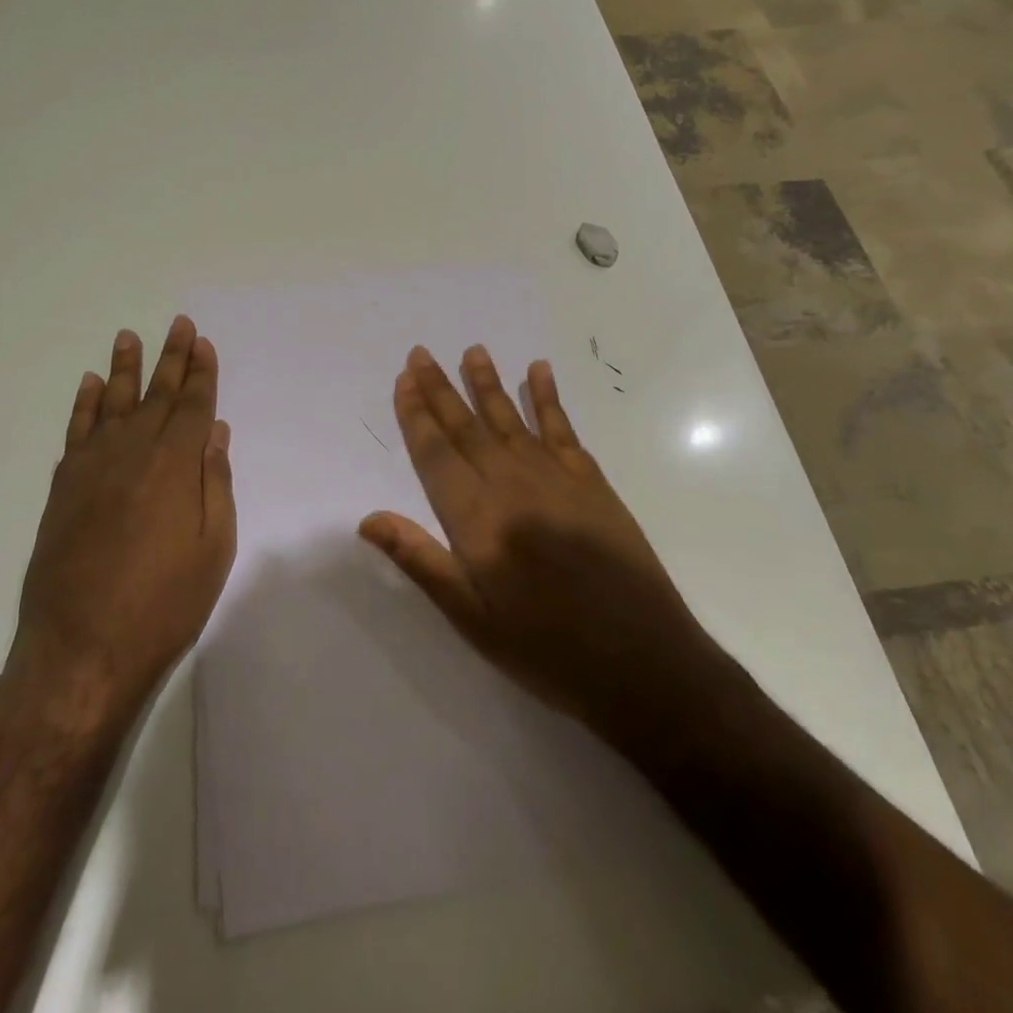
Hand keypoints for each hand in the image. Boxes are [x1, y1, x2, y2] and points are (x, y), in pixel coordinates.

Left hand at [6, 317, 236, 731]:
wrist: (81, 650)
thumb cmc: (164, 605)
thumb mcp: (213, 549)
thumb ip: (215, 485)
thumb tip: (215, 434)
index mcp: (175, 466)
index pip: (193, 406)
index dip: (201, 374)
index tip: (203, 343)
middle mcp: (133, 453)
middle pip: (157, 395)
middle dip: (172, 358)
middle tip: (178, 324)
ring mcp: (92, 468)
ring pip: (114, 404)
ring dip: (125, 368)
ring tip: (130, 336)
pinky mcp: (63, 487)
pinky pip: (76, 431)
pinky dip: (85, 404)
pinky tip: (92, 384)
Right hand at [357, 345, 707, 735]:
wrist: (644, 662)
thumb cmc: (547, 649)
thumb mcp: (472, 619)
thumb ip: (421, 562)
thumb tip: (368, 519)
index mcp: (478, 521)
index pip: (437, 455)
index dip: (416, 415)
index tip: (404, 379)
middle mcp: (513, 487)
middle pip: (468, 428)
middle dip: (441, 389)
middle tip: (422, 353)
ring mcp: (556, 479)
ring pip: (511, 420)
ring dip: (488, 383)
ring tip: (473, 350)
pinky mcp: (592, 483)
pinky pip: (562, 429)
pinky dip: (548, 398)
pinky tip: (539, 372)